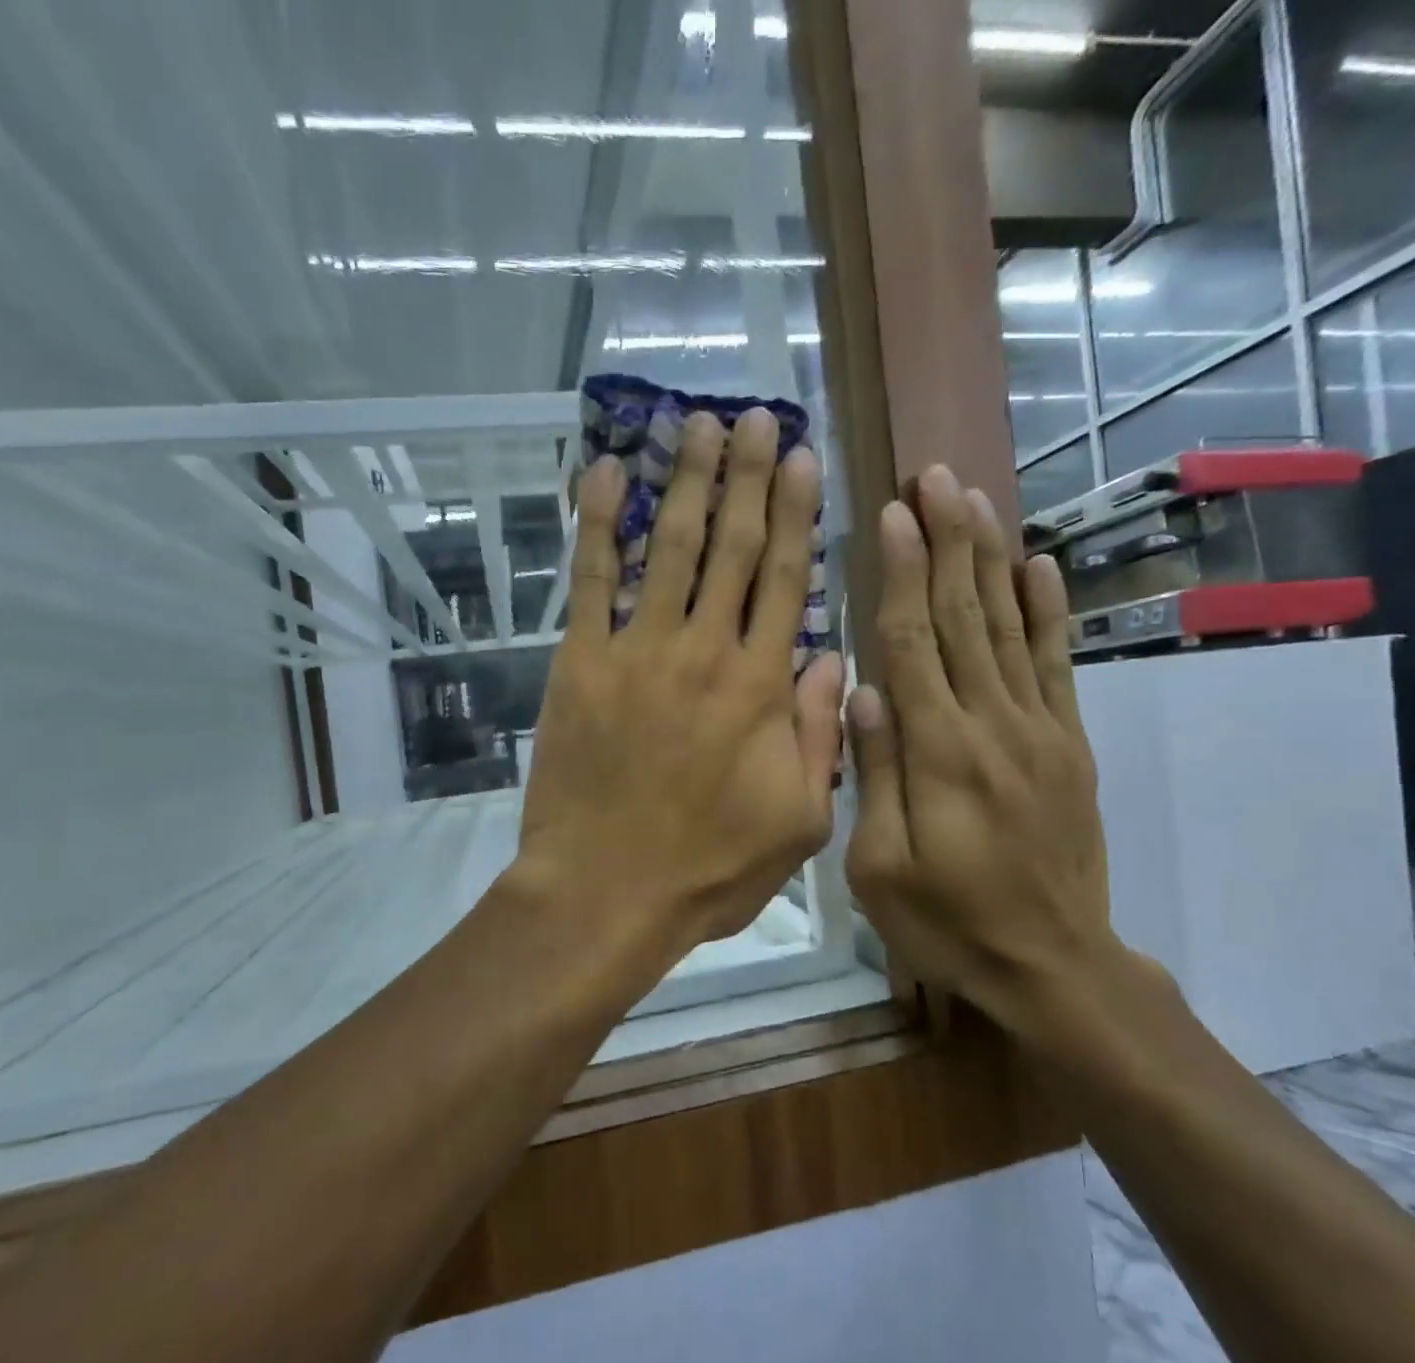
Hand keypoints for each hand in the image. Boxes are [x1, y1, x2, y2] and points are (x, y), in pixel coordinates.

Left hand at [516, 408, 845, 976]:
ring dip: (685, 481)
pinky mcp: (581, 664)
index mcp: (762, 688)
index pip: (786, 580)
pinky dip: (595, 524)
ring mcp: (638, 651)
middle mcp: (704, 652)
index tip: (802, 459)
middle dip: (746, 476)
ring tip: (697, 425)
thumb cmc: (708, 868)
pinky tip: (601, 473)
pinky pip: (591, 580)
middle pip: (731, 546)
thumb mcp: (799, 822)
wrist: (606, 892)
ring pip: (668, 547)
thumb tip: (833, 660)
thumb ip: (821, 738)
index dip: (795, 514)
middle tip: (755, 417)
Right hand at [844, 466, 1164, 1062]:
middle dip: (947, 542)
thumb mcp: (881, 868)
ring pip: (1008, 627)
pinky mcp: (1069, 744)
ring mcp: (1040, 730)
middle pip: (964, 618)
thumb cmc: (949, 923)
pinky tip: (1039, 565)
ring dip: (990, 558)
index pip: (913, 644)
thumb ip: (875, 774)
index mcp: (939, 754)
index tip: (891, 513)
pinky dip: (1048, 611)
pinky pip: (1058, 664)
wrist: (1054, 965)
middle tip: (935, 477)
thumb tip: (862, 690)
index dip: (900, 575)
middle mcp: (993, 725)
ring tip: (975, 499)